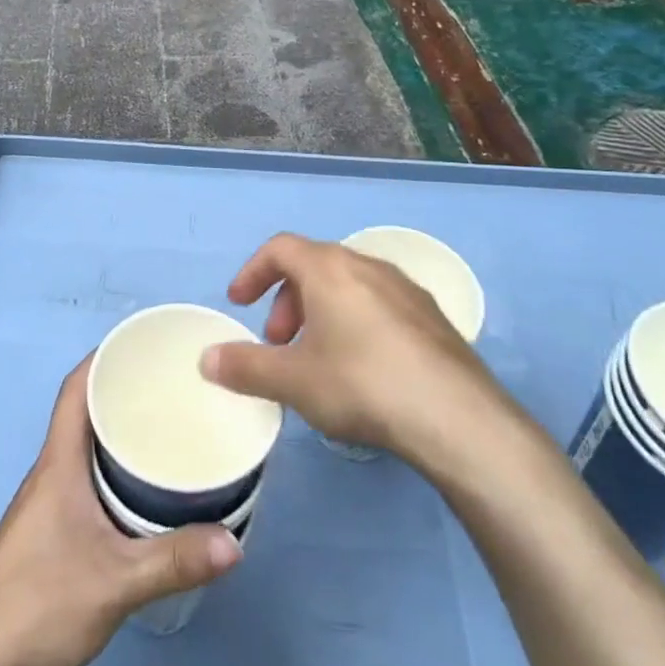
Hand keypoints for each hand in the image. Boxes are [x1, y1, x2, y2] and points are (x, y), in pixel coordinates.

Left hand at [0, 358, 241, 665]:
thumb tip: (235, 543)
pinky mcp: (50, 530)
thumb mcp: (115, 582)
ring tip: (167, 428)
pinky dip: (113, 467)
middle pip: (85, 411)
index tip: (144, 345)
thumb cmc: (39, 603)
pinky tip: (142, 490)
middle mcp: (51, 470)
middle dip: (124, 391)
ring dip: (120, 431)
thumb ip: (174, 561)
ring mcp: (47, 501)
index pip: (75, 388)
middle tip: (172, 387)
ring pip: (86, 446)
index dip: (104, 357)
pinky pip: (86, 476)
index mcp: (58, 462)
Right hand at [201, 233, 516, 472]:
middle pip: (314, 266)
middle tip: (279, 344)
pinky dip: (355, 322)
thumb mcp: (294, 380)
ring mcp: (405, 289)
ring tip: (318, 359)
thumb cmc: (362, 384)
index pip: (279, 248)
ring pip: (348, 285)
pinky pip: (378, 304)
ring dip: (321, 313)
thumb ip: (245, 367)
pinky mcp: (432, 317)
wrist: (457, 417)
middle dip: (287, 301)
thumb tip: (207, 359)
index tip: (239, 304)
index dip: (253, 272)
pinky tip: (363, 369)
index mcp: (329, 267)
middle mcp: (366, 264)